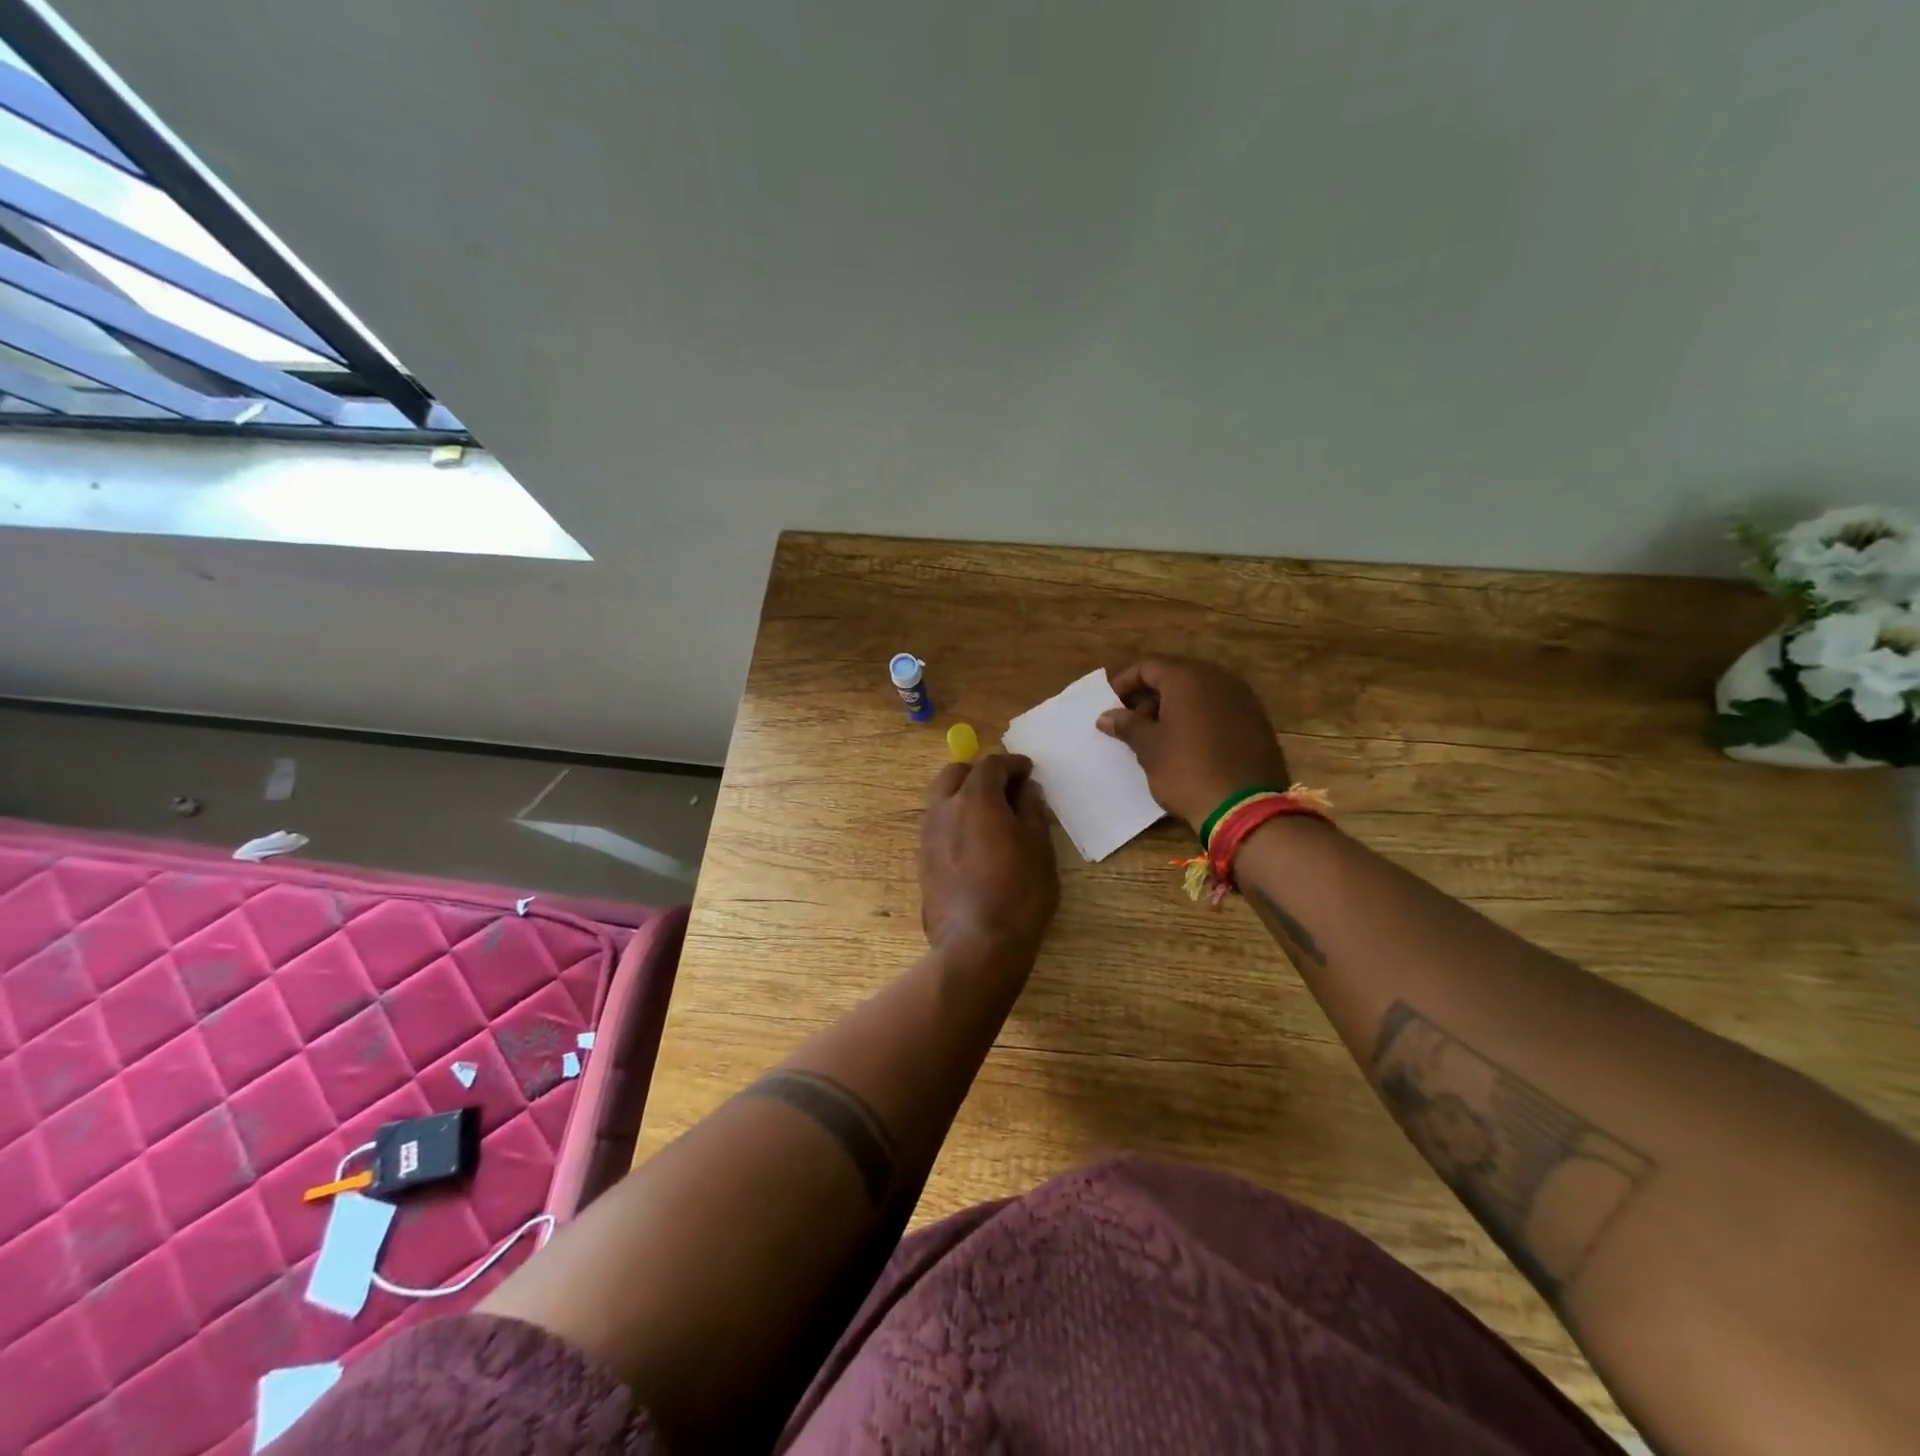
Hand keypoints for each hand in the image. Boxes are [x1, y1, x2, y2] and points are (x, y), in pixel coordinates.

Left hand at [920, 753, 1058, 964]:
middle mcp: (944, 809)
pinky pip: (938, 825)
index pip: (991, 765)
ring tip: (990, 815)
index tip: (1028, 771)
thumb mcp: (1039, 847)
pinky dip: (955, 820)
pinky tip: (975, 841)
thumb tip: (1026, 790)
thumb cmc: (1019, 892)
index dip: (1012, 764)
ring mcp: (928, 835)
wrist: (978, 944)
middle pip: (956, 774)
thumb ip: (1032, 810)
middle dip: (980, 773)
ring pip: (942, 799)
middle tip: (1005, 788)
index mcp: (975, 799)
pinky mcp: (923, 860)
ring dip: (964, 796)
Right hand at [1096, 656, 1289, 831]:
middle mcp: (1218, 679)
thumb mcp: (1149, 748)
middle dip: (1149, 696)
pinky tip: (1187, 745)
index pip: (1148, 666)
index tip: (1110, 706)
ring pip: (1199, 693)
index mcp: (1188, 678)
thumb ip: (1127, 725)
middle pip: (1175, 676)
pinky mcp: (1257, 722)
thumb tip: (1106, 716)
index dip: (1124, 683)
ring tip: (1156, 736)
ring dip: (1174, 708)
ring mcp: (1243, 700)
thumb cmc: (1186, 770)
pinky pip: (1219, 710)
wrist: (1244, 808)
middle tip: (1131, 722)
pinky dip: (1198, 719)